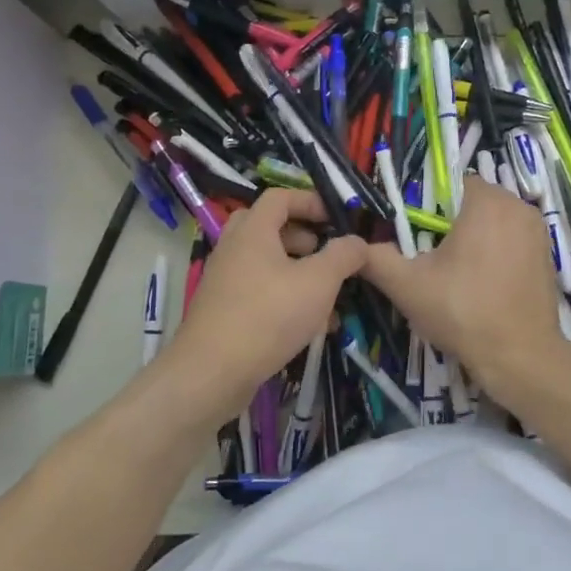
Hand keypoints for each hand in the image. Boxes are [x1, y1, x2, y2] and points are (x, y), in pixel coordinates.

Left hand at [160, 189, 367, 426]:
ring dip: (298, 271)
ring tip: (328, 295)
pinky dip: (285, 297)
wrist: (212, 373)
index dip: (311, 201)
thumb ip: (344, 255)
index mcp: (253, 231)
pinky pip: (259, 291)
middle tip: (325, 253)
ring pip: (266, 263)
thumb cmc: (269, 315)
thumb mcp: (319, 281)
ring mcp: (225, 281)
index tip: (337, 219)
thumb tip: (358, 242)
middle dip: (302, 237)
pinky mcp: (223, 311)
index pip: (280, 197)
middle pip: (268, 227)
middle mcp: (233, 249)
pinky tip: (311, 325)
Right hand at [360, 177, 569, 404]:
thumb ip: (376, 258)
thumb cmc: (463, 312)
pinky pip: (513, 241)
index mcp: (487, 202)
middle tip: (433, 259)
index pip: (451, 184)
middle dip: (452, 224)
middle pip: (473, 202)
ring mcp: (538, 232)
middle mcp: (519, 206)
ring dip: (476, 238)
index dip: (430, 207)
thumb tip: (353, 247)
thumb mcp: (408, 286)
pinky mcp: (548, 255)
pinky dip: (497, 254)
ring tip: (457, 275)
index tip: (417, 237)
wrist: (520, 357)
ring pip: (495, 222)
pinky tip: (484, 285)